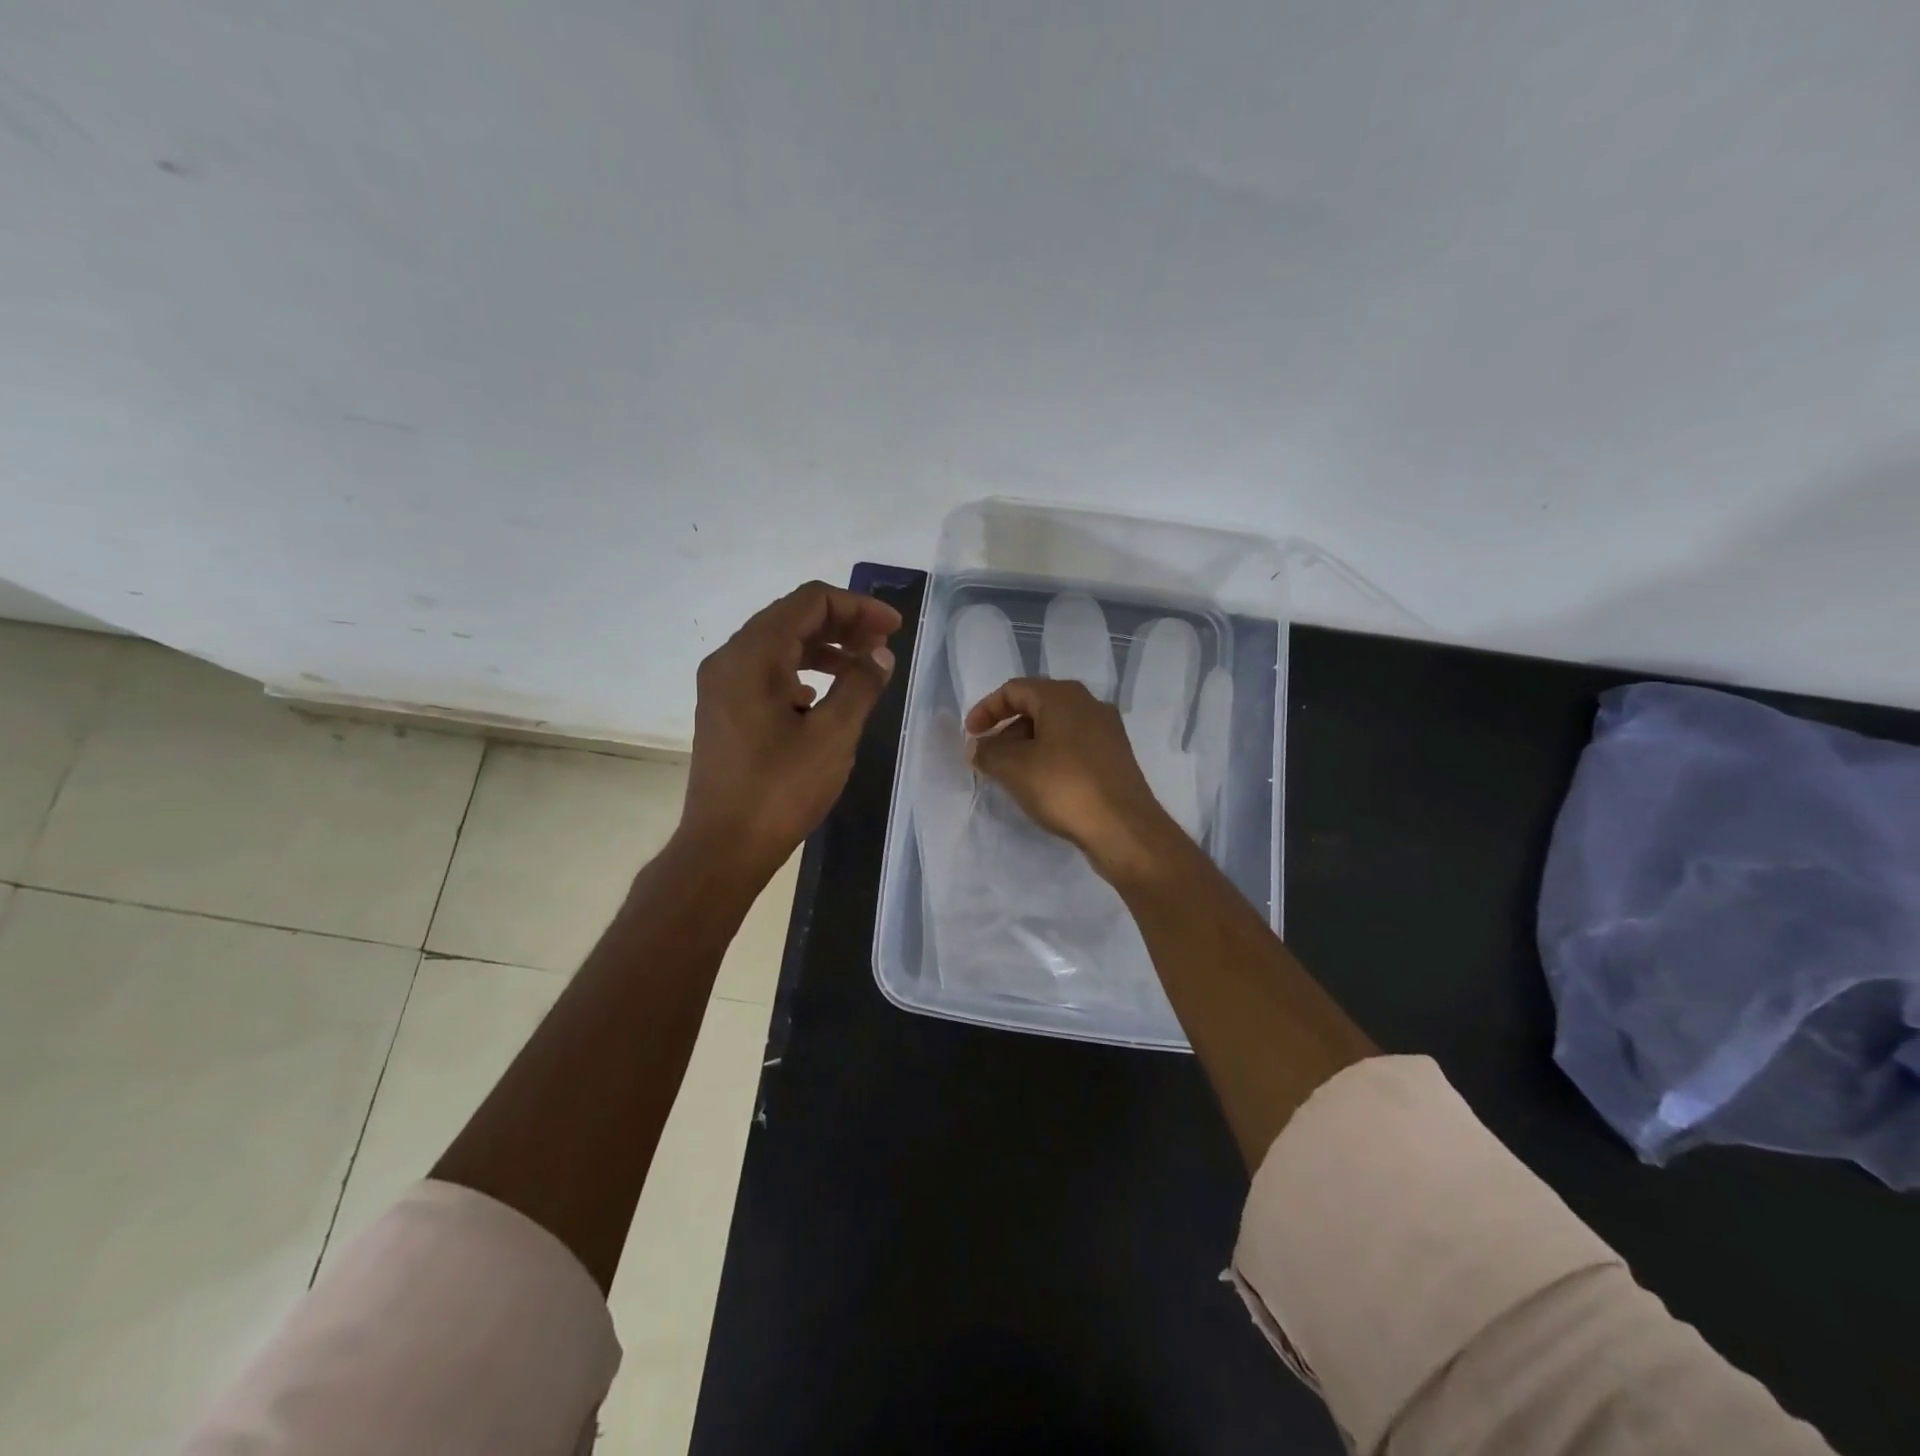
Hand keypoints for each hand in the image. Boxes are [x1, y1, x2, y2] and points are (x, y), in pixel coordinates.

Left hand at [682, 581, 900, 876]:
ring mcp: (722, 685)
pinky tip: (824, 697)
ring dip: (824, 648)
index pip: (810, 601)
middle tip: (883, 645)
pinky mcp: (724, 710)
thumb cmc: (780, 790)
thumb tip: (880, 654)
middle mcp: (730, 658)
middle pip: (792, 617)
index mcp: (753, 655)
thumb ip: (861, 685)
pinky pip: (767, 672)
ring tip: (863, 668)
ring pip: (779, 645)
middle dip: (843, 624)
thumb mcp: (833, 736)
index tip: (894, 629)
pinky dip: (802, 671)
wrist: (723, 847)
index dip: (858, 607)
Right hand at [965, 677, 1184, 884]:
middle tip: (989, 756)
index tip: (970, 736)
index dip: (986, 709)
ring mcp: (1106, 731)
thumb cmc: (1064, 787)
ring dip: (1028, 745)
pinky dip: (1050, 757)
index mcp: (1063, 696)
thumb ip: (987, 751)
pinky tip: (1042, 784)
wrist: (1123, 827)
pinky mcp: (1115, 757)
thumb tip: (978, 747)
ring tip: (1011, 774)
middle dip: (1007, 729)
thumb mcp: (1013, 767)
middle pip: (1036, 705)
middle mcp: (1088, 704)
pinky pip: (1073, 746)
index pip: (1014, 690)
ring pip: (1055, 727)